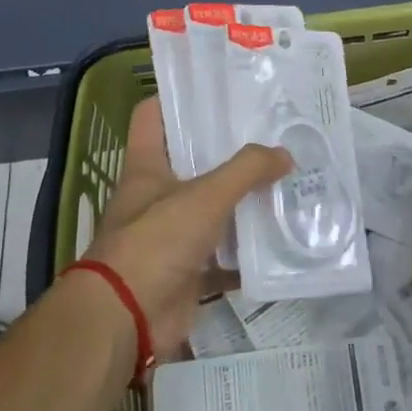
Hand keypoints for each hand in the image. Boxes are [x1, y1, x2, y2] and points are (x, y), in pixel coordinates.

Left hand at [81, 98, 290, 359]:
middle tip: (271, 133)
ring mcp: (170, 235)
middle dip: (228, 150)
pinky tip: (279, 240)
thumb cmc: (155, 243)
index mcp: (147, 166)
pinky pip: (222, 256)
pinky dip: (247, 252)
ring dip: (242, 200)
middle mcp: (155, 196)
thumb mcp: (204, 196)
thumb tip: (285, 154)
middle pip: (192, 161)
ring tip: (284, 179)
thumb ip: (247, 170)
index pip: (155, 115)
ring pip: (211, 208)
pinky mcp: (186, 271)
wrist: (126, 321)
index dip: (180, 98)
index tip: (219, 89)